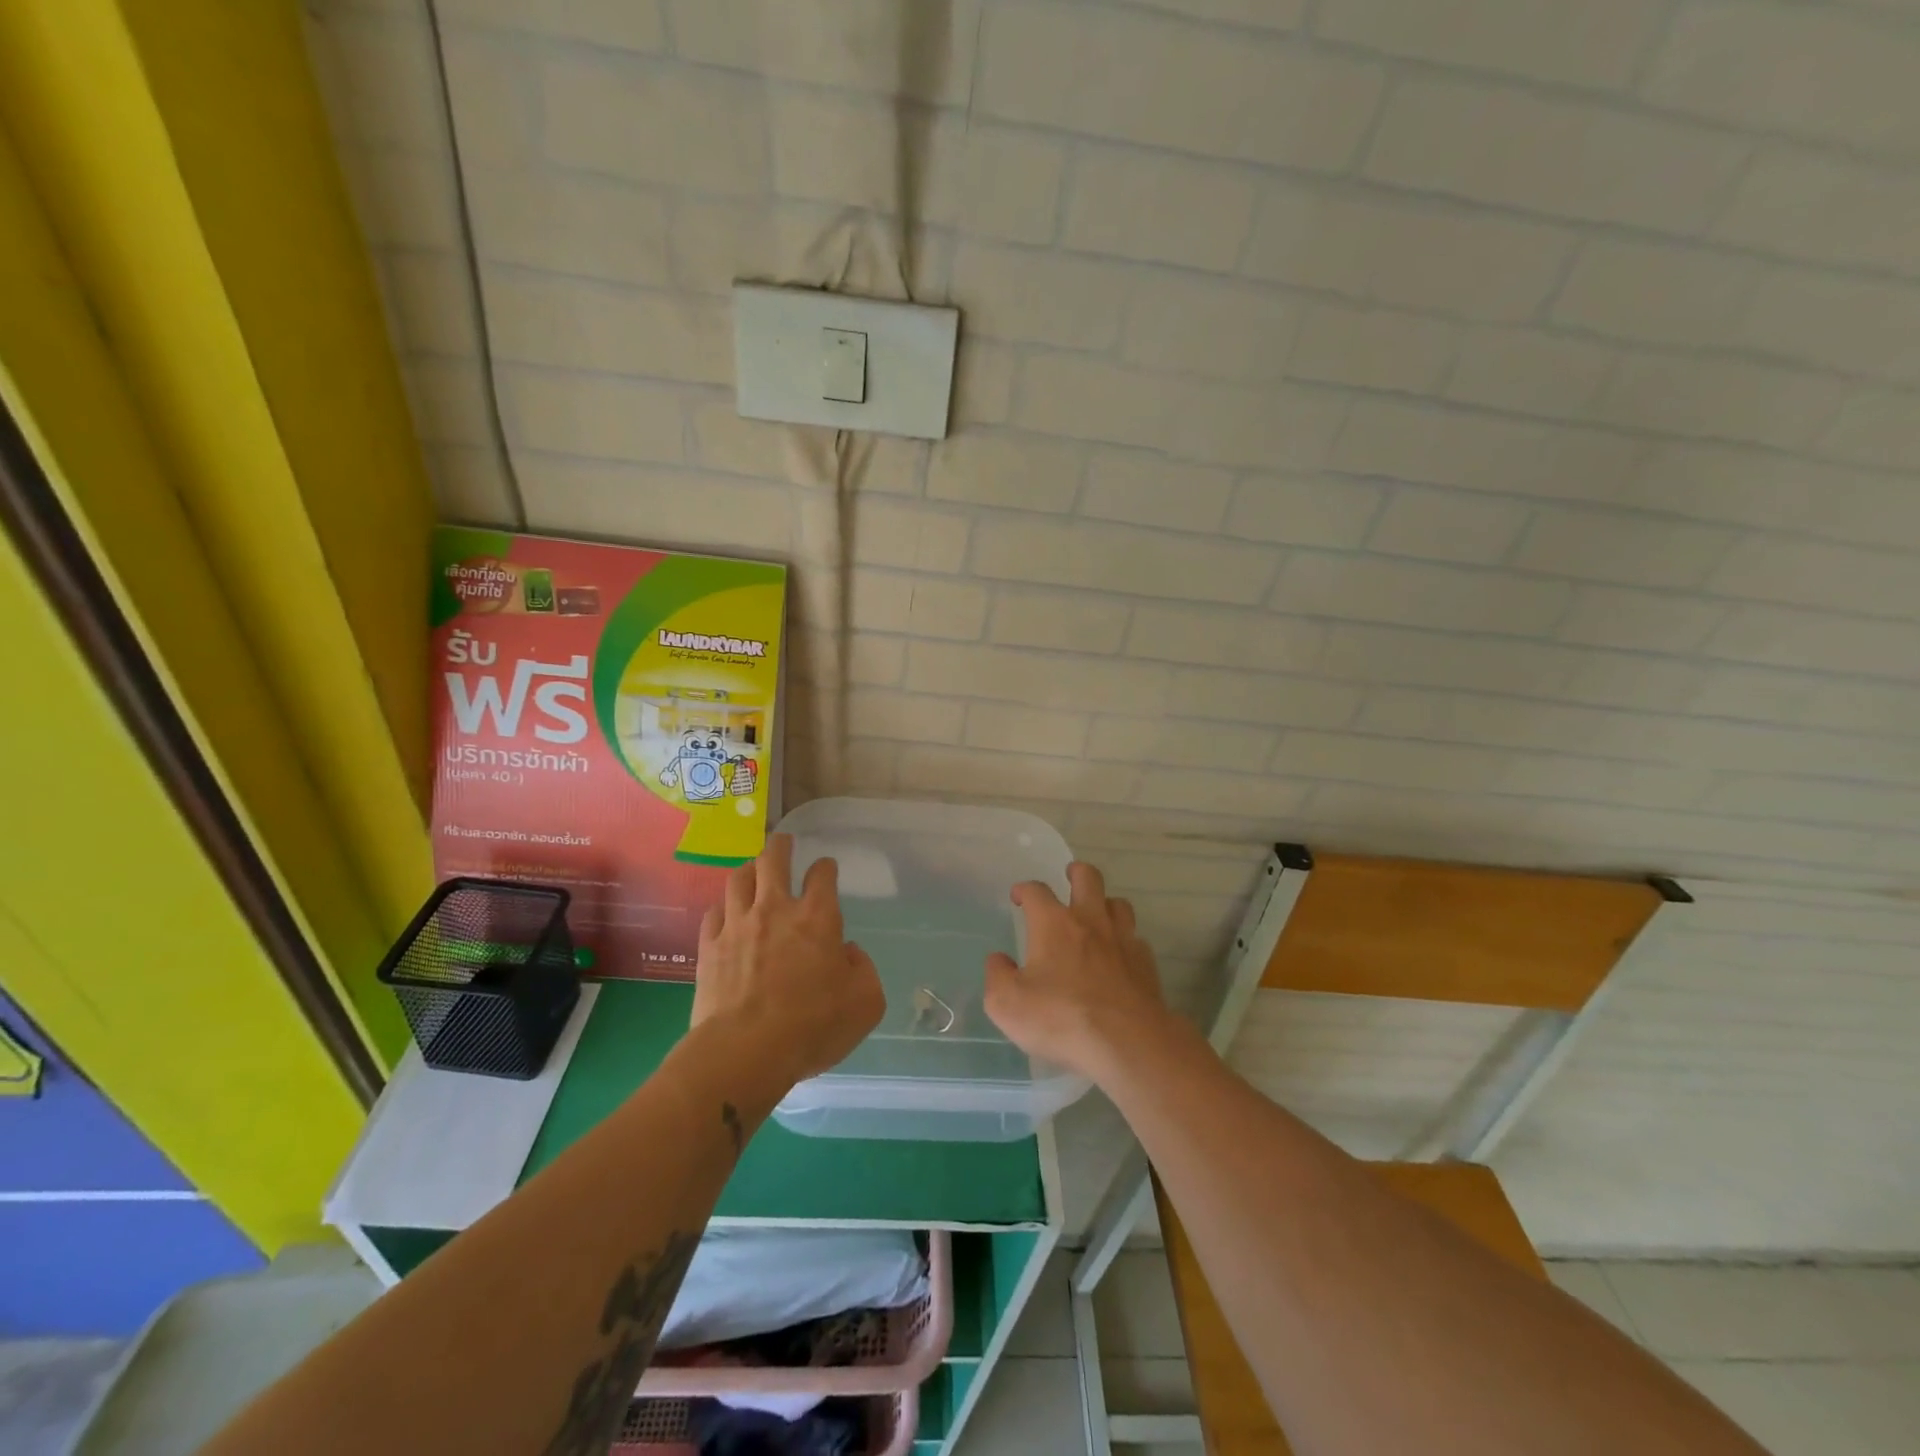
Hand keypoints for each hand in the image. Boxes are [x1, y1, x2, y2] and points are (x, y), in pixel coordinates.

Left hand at [691, 834, 884, 1083]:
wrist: (745, 1052)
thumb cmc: (813, 1026)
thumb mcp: (865, 1003)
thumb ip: (863, 969)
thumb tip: (846, 953)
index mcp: (818, 918)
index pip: (822, 875)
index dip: (825, 867)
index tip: (826, 868)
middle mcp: (776, 910)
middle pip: (773, 860)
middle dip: (780, 846)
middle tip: (783, 842)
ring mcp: (737, 925)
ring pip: (738, 879)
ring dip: (748, 869)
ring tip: (752, 869)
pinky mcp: (709, 948)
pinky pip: (713, 913)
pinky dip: (723, 907)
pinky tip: (725, 912)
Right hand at [983, 861, 1174, 1083]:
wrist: (1126, 1042)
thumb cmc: (1060, 1018)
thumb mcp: (1007, 1004)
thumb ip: (997, 976)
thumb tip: (999, 960)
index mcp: (1053, 924)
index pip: (1036, 891)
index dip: (1024, 889)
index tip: (1018, 896)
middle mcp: (1090, 921)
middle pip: (1088, 877)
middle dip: (1076, 872)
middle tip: (1069, 877)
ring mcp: (1122, 939)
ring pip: (1118, 903)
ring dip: (1105, 904)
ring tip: (1096, 915)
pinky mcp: (1145, 962)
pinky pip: (1135, 938)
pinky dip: (1124, 940)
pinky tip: (1118, 957)